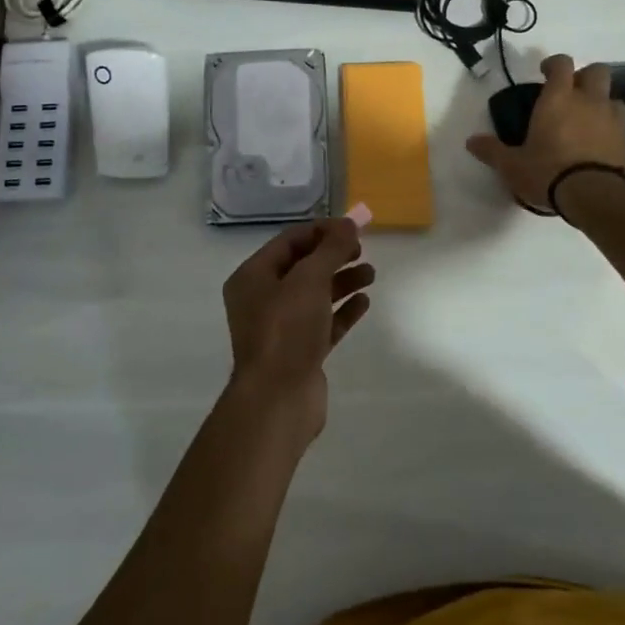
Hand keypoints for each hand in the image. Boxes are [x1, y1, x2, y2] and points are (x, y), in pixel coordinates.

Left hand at [222, 218, 372, 439]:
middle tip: (362, 250)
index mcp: (252, 277)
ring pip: (315, 295)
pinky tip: (364, 302)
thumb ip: (331, 249)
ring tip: (371, 275)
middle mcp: (262, 299)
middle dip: (333, 256)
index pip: (289, 241)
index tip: (354, 228)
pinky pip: (324, 322)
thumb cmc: (286, 330)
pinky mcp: (300, 352)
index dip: (321, 230)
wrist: (278, 400)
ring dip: (342, 281)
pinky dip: (343, 310)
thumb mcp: (309, 280)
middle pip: (303, 267)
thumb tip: (349, 223)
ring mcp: (281, 328)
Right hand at [465, 54, 624, 212]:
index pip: (562, 64)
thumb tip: (471, 141)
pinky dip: (611, 132)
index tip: (544, 73)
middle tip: (570, 94)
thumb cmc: (548, 172)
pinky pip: (620, 128)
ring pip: (613, 98)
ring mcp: (613, 122)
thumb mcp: (511, 165)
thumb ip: (492, 150)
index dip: (554, 64)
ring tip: (587, 121)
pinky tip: (598, 148)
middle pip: (597, 71)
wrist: (596, 197)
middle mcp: (589, 102)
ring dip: (602, 103)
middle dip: (584, 77)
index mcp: (559, 99)